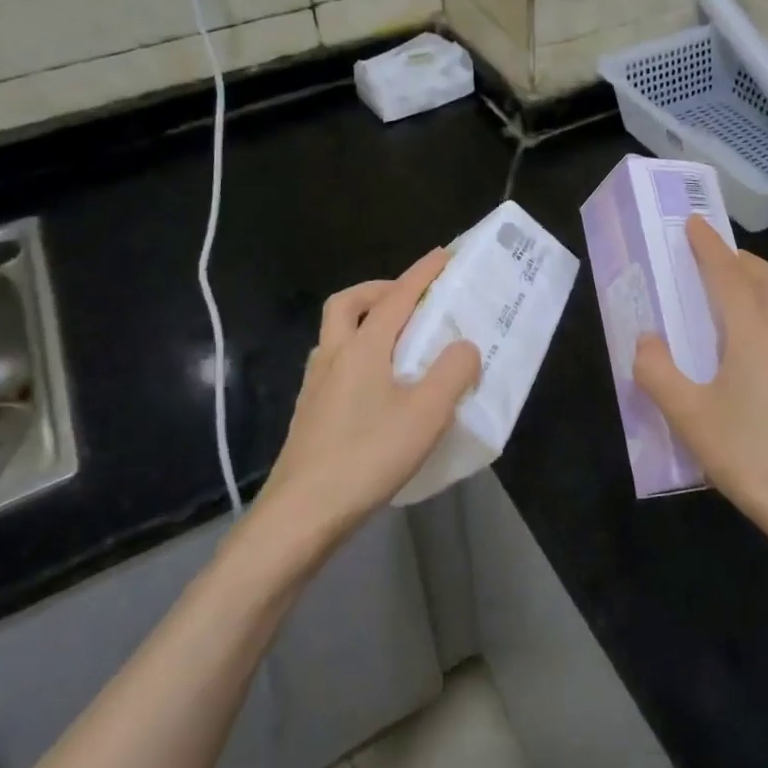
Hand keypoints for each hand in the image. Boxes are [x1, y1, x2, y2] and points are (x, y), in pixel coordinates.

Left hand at [252, 248, 481, 551]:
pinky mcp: (311, 413)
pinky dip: (358, 356)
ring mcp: (316, 385)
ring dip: (365, 323)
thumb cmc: (368, 456)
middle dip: (380, 290)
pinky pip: (335, 364)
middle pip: (348, 304)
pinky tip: (378, 389)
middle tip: (410, 301)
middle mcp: (334, 356)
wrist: (301, 514)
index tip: (445, 254)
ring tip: (399, 344)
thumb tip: (465, 347)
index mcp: (363, 348)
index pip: (398, 297)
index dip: (423, 273)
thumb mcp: (426, 414)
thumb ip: (452, 372)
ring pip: (336, 334)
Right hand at [634, 217, 767, 553]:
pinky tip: (753, 351)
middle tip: (713, 259)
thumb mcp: (689, 417)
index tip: (693, 223)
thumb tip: (645, 341)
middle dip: (741, 260)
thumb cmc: (750, 456)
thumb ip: (658, 373)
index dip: (708, 247)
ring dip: (759, 286)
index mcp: (753, 335)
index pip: (729, 275)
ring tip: (731, 297)